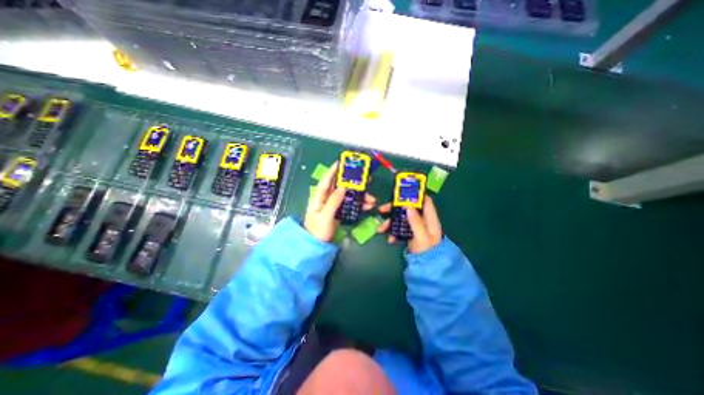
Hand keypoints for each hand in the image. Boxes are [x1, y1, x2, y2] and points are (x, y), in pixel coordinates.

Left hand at [304, 161, 375, 242]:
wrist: (317, 246)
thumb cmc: (318, 231)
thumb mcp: (325, 216)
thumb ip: (334, 201)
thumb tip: (343, 187)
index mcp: (319, 196)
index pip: (326, 179)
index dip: (334, 170)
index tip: (343, 162)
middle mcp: (327, 198)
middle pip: (340, 186)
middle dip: (353, 182)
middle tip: (365, 179)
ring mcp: (334, 204)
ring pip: (348, 195)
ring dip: (360, 196)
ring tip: (372, 199)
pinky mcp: (339, 211)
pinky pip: (350, 204)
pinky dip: (359, 204)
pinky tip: (368, 206)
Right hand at [379, 196, 437, 254]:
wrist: (427, 267)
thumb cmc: (427, 252)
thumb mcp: (422, 237)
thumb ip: (416, 222)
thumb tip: (408, 206)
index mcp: (429, 218)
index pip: (424, 200)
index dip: (414, 195)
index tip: (401, 194)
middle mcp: (422, 219)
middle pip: (408, 208)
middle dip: (394, 209)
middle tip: (381, 210)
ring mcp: (415, 226)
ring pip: (401, 218)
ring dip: (390, 222)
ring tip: (380, 229)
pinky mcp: (409, 232)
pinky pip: (400, 227)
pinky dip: (393, 231)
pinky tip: (390, 239)